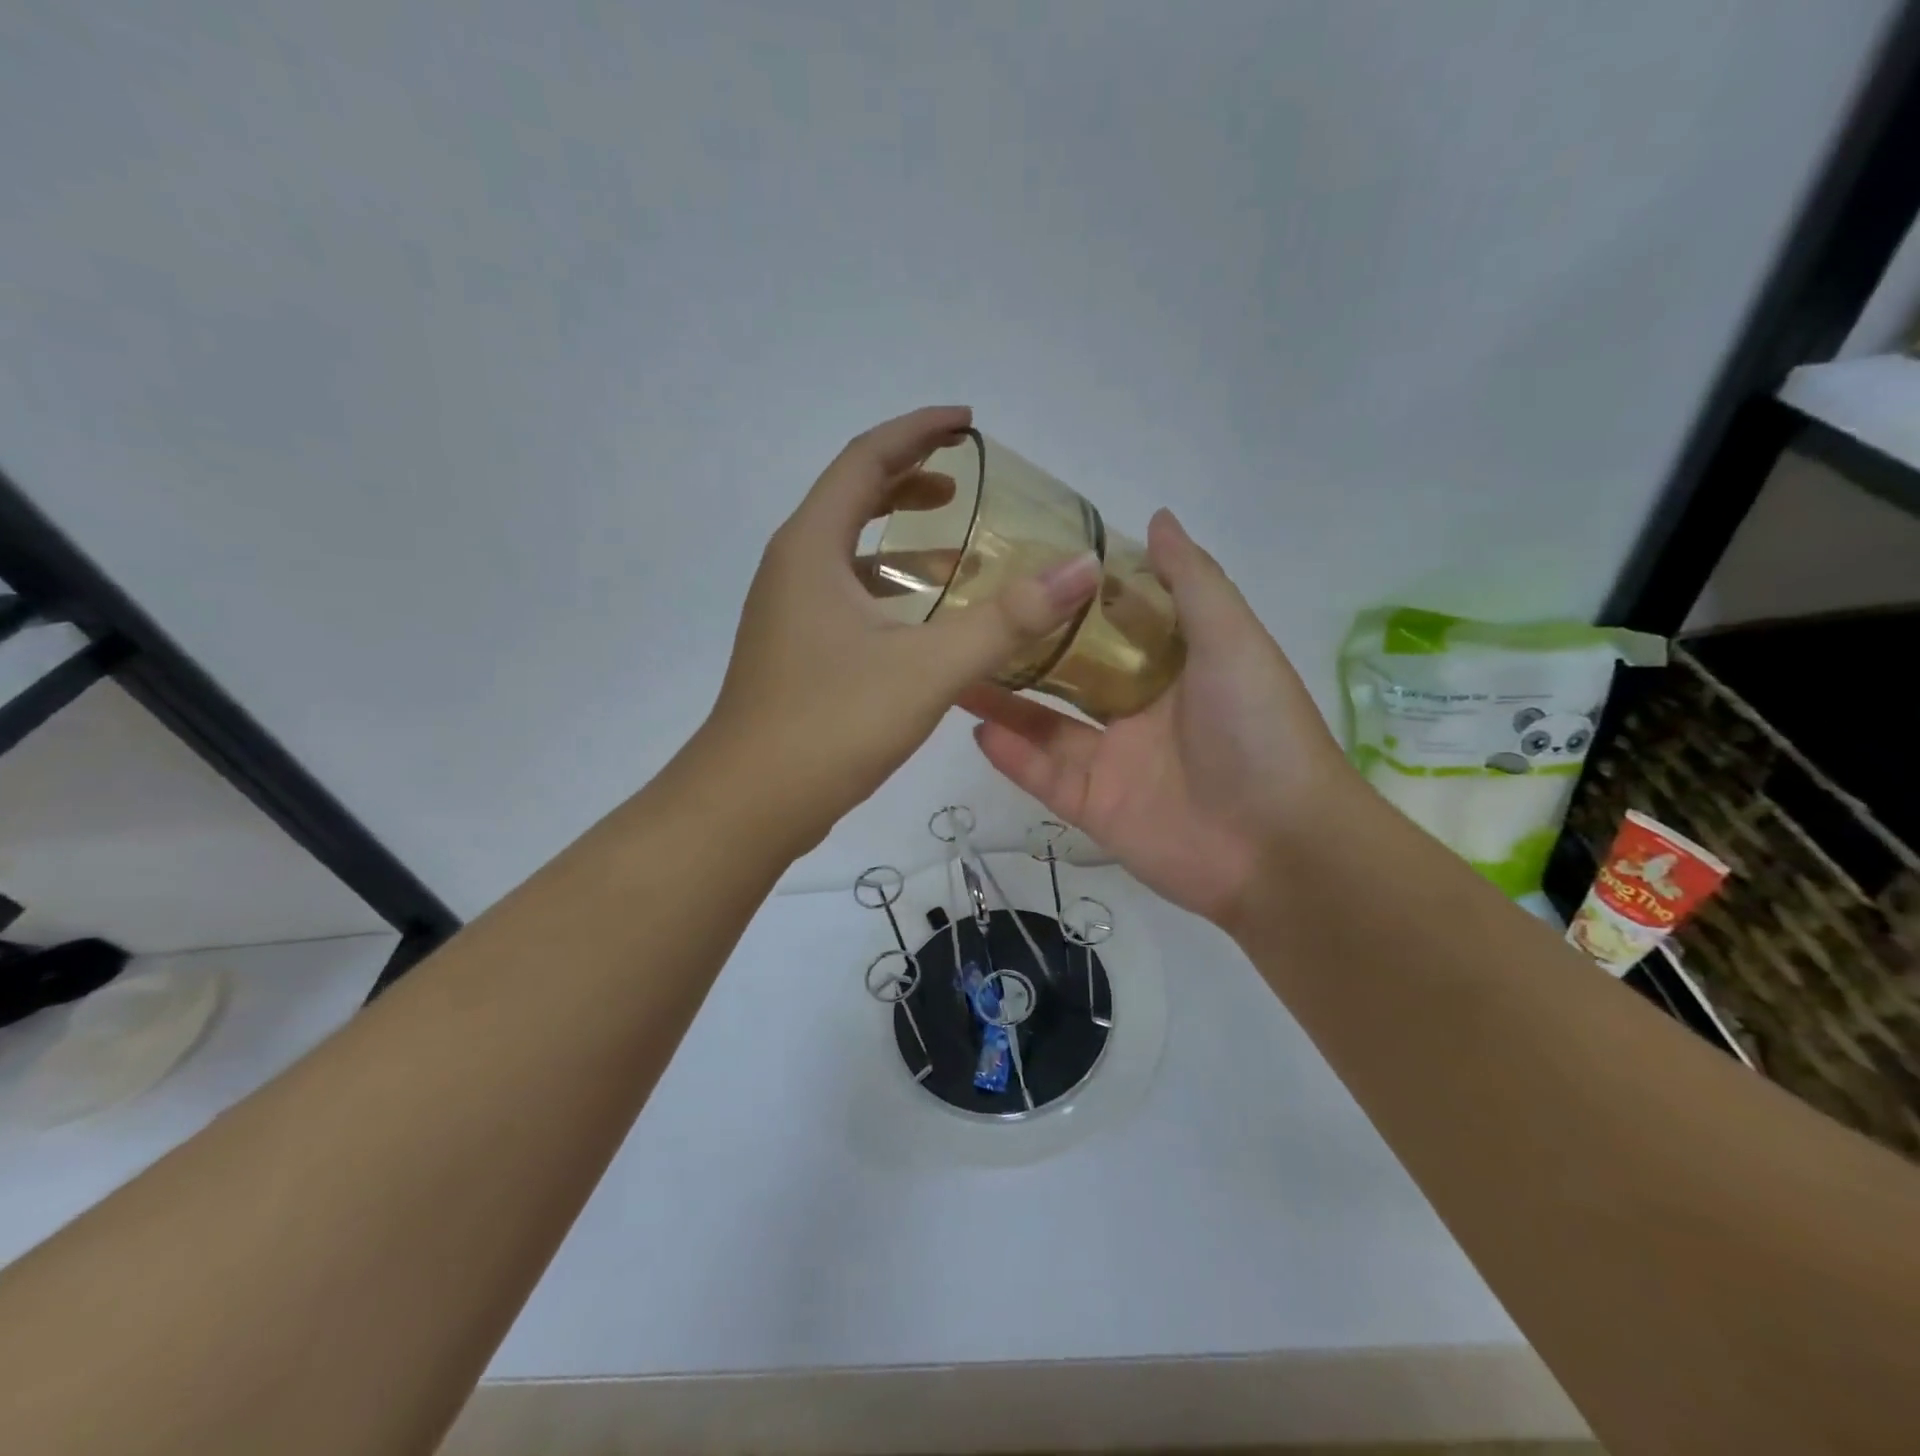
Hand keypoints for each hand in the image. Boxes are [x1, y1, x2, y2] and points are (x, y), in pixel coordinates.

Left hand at [702, 406, 1102, 854]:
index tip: (968, 422)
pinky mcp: (795, 650)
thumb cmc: (832, 724)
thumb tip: (1081, 568)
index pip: (866, 459)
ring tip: (957, 544)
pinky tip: (925, 618)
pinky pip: (847, 595)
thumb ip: (1008, 619)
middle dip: (909, 478)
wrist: (749, 803)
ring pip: (849, 552)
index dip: (918, 431)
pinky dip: (889, 588)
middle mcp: (793, 567)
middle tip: (964, 477)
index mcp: (812, 547)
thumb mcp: (929, 668)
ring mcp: (789, 612)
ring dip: (900, 538)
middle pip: (852, 498)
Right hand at [963, 510, 1356, 928]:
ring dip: (1003, 699)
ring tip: (955, 667)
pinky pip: (1043, 776)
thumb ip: (1192, 582)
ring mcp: (1114, 762)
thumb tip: (1157, 518)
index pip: (1113, 624)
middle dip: (1026, 650)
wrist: (1279, 847)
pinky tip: (975, 725)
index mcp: (1175, 668)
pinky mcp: (1094, 808)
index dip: (1073, 597)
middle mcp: (1140, 712)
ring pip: (1046, 725)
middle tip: (970, 617)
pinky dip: (1011, 755)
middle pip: (1070, 675)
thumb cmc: (1259, 730)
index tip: (1023, 565)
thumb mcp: (1233, 640)